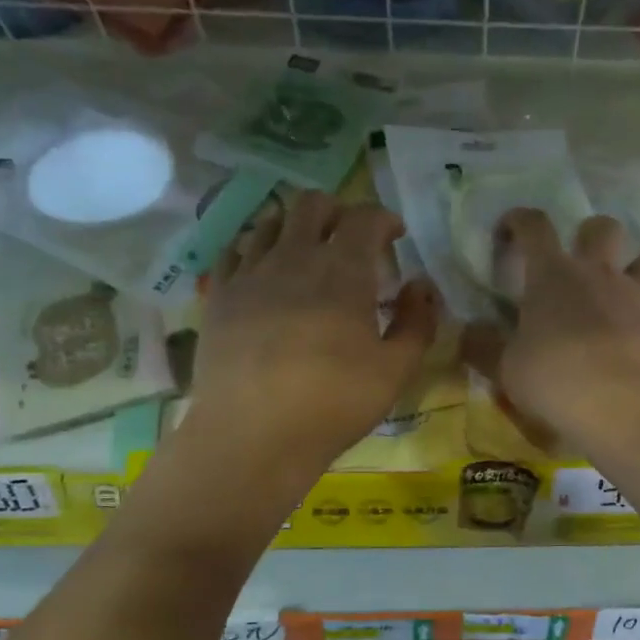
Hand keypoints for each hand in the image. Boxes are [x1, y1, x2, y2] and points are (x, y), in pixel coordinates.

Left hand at [191, 192, 437, 477]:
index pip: (364, 217)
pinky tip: (263, 271)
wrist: (253, 435)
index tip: (395, 235)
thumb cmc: (334, 404)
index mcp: (343, 271)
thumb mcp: (396, 370)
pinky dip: (256, 249)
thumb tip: (421, 286)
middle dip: (338, 210)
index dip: (384, 218)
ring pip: (271, 221)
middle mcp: (293, 257)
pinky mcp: (219, 295)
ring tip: (307, 252)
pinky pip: (235, 250)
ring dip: (296, 226)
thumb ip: (417, 322)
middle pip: (313, 204)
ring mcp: (250, 273)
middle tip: (351, 239)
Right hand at [463, 209, 639, 450]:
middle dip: (590, 235)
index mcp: (553, 275)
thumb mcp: (506, 369)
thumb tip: (469, 331)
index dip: (518, 221)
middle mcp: (600, 274)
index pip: (534, 226)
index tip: (509, 231)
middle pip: (603, 227)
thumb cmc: (555, 381)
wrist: (624, 408)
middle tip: (579, 263)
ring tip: (627, 289)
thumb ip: (485, 346)